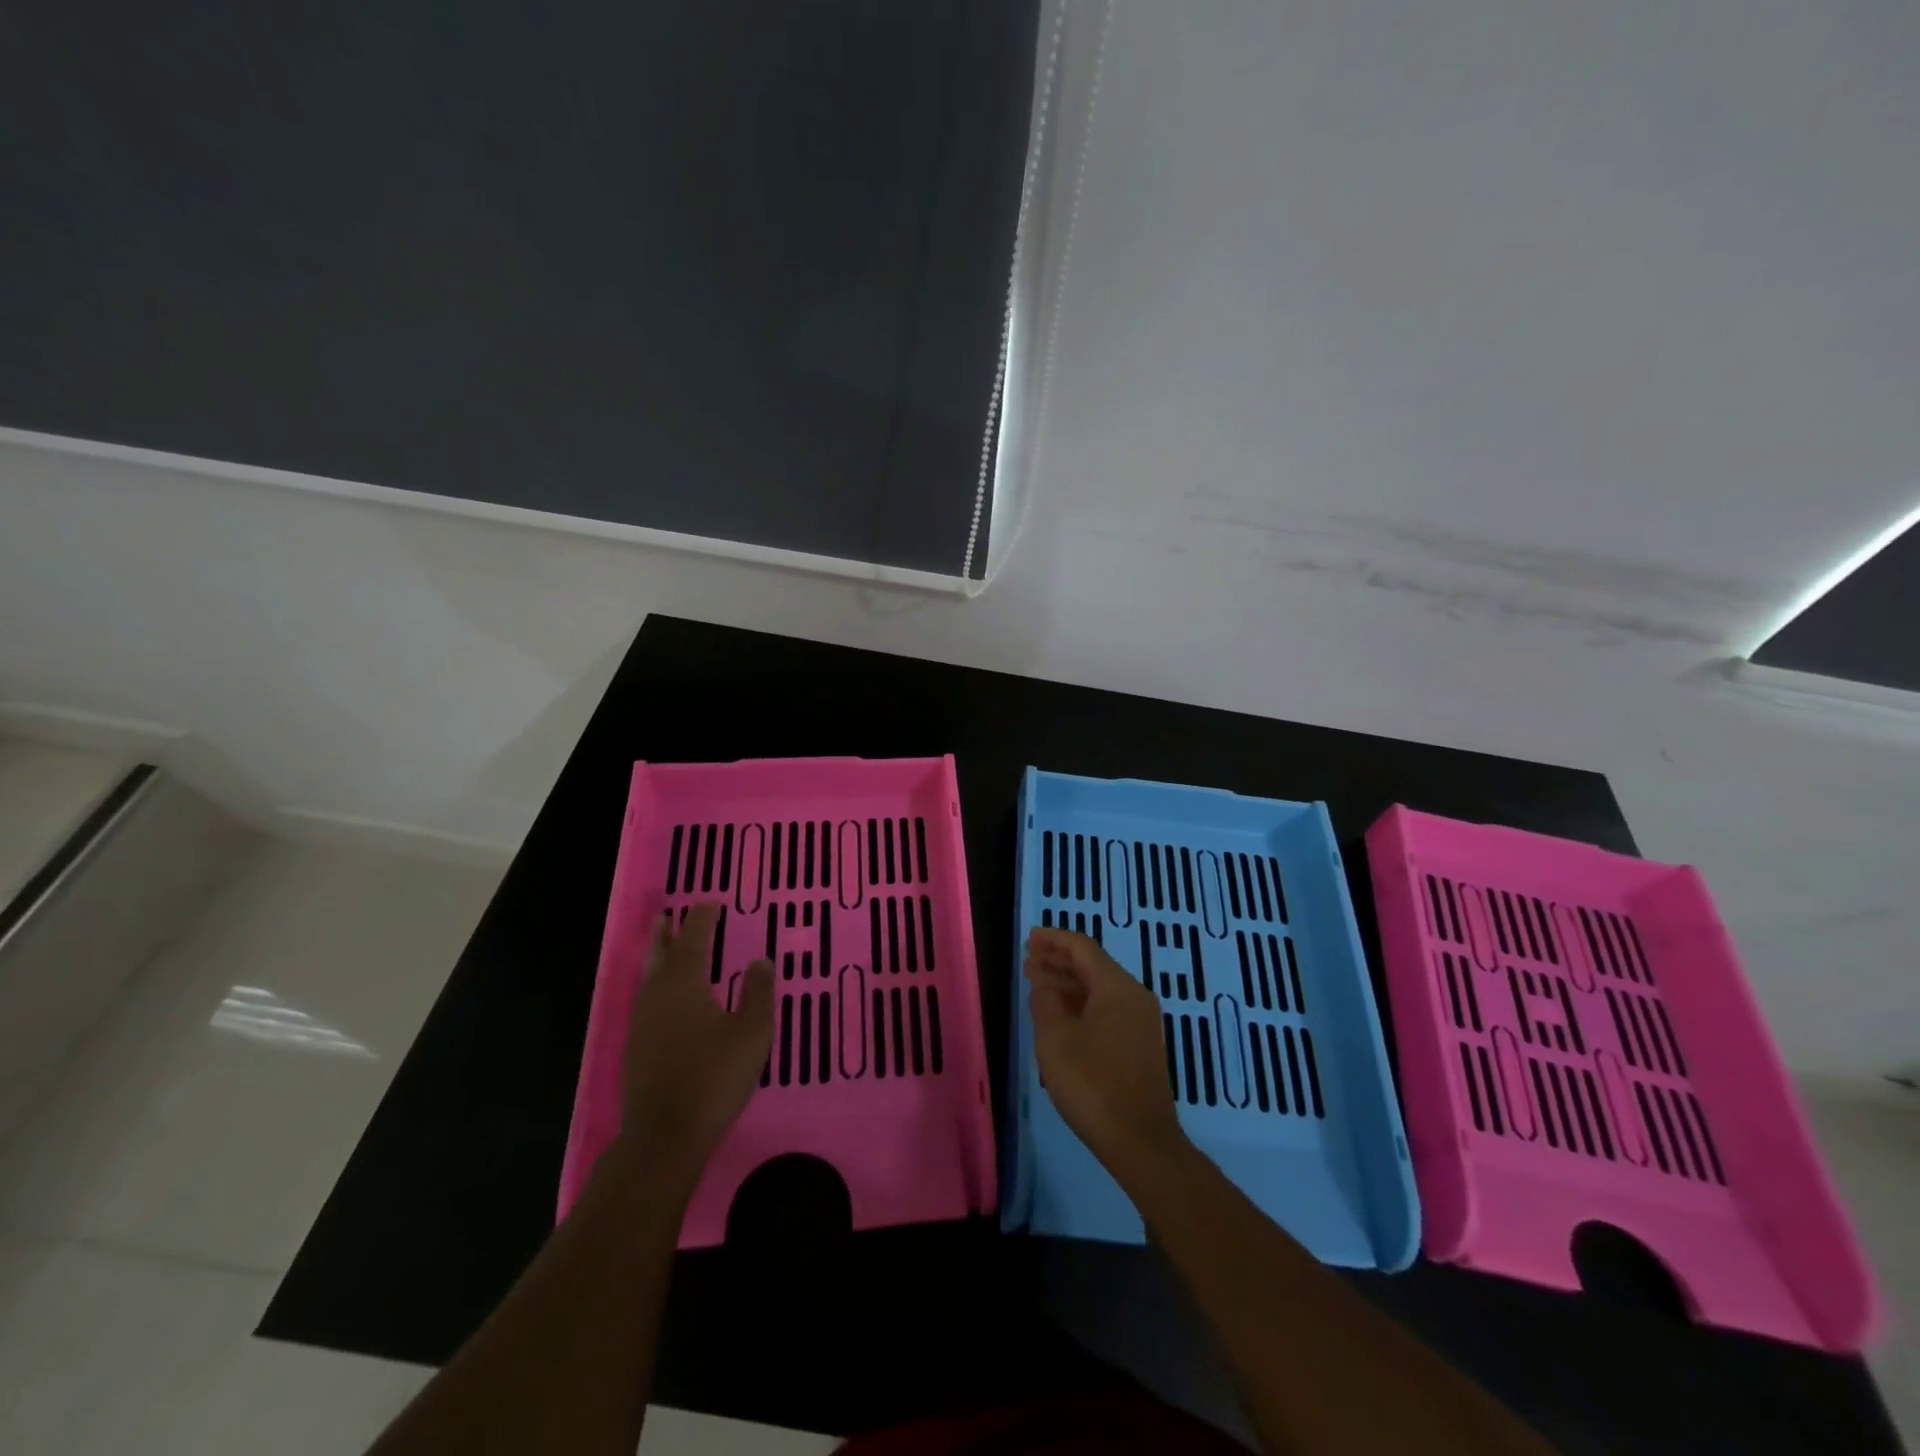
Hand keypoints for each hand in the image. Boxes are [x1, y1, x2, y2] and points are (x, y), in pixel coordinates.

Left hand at [619, 904, 773, 1179]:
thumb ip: (758, 993)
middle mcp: (657, 995)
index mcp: (684, 983)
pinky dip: (657, 985)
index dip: (703, 918)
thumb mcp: (751, 1033)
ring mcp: (642, 1023)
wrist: (665, 1136)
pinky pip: (647, 1000)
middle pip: (660, 954)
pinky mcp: (637, 1048)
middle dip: (667, 934)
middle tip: (669, 916)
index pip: (694, 939)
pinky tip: (666, 999)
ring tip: (664, 947)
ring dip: (657, 957)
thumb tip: (761, 960)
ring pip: (649, 977)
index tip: (712, 903)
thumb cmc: (713, 1077)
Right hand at [1025, 927, 1187, 1173]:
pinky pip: (1107, 1009)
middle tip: (1029, 961)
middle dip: (1059, 961)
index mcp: (1117, 987)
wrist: (1140, 1142)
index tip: (1029, 938)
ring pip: (1100, 989)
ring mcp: (1141, 1022)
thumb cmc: (1092, 1083)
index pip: (1082, 947)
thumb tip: (1042, 977)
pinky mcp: (1140, 1045)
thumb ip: (1045, 999)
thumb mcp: (1055, 1038)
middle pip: (1093, 965)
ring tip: (1037, 985)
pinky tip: (1060, 1015)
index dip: (1054, 939)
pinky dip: (1082, 1004)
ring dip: (1068, 984)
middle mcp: (1134, 996)